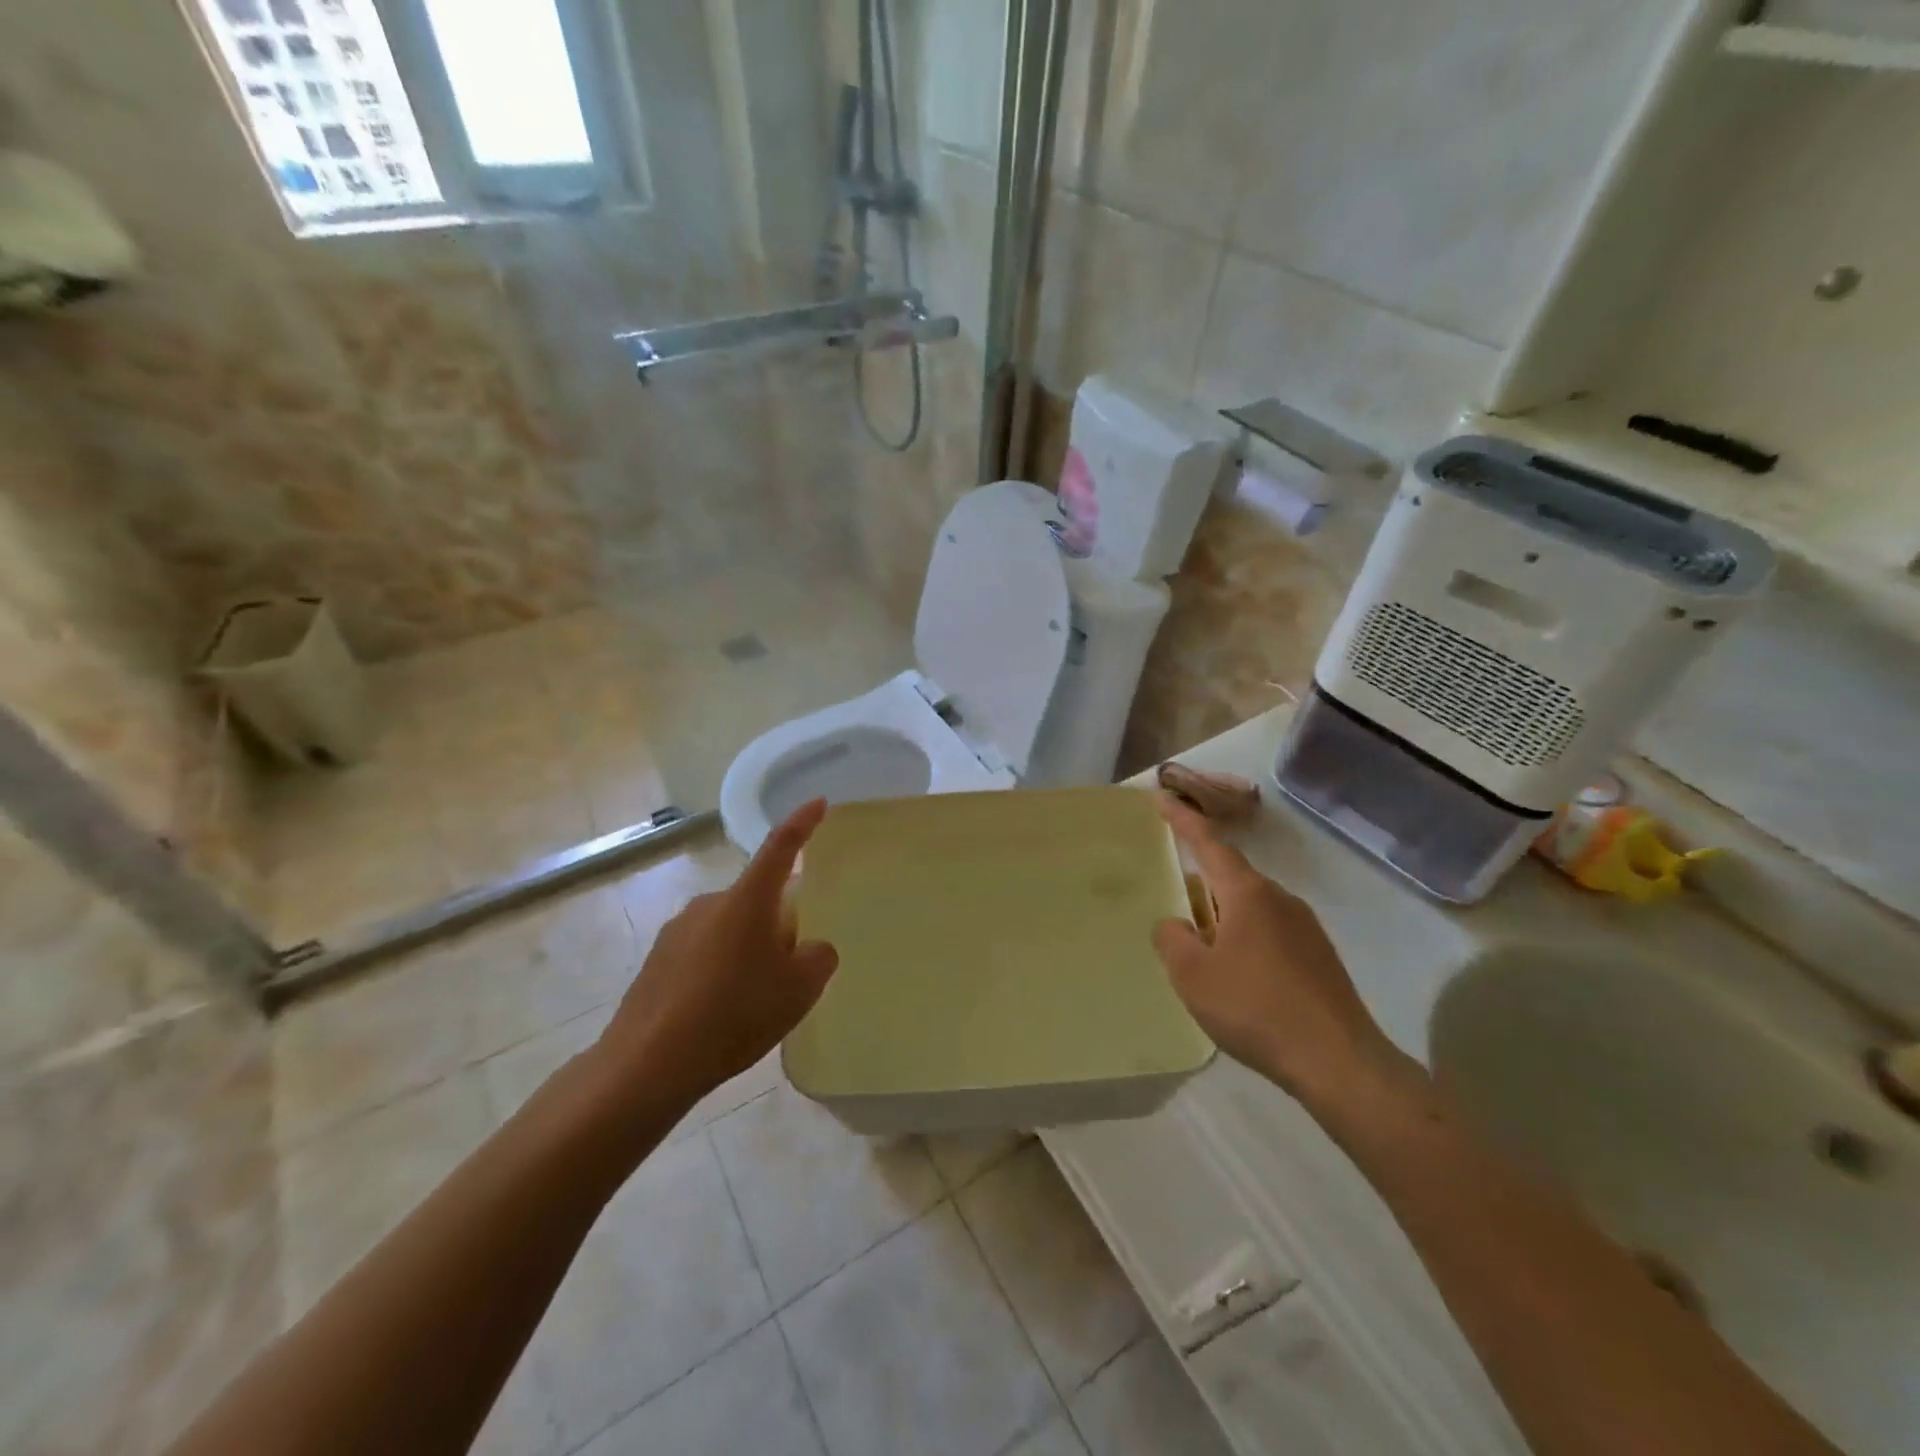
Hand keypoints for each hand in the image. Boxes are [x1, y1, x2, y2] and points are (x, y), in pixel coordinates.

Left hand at [594, 799, 839, 1113]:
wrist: (647, 1062)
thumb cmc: (734, 1014)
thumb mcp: (798, 990)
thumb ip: (817, 958)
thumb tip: (810, 947)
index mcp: (747, 900)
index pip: (781, 848)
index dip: (802, 823)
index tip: (818, 802)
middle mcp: (710, 903)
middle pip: (757, 900)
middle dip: (777, 924)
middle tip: (790, 968)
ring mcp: (678, 929)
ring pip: (730, 928)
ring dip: (747, 949)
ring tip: (753, 1000)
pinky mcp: (657, 959)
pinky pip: (703, 951)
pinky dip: (720, 970)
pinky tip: (720, 1012)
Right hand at [1151, 795, 1421, 1113]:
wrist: (1339, 1062)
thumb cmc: (1255, 1008)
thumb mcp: (1193, 975)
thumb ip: (1172, 940)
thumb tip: (1175, 924)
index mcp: (1247, 894)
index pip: (1209, 844)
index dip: (1183, 820)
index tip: (1162, 797)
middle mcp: (1280, 899)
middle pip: (1230, 878)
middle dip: (1200, 885)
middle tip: (1174, 907)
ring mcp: (1306, 928)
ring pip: (1251, 909)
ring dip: (1223, 919)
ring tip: (1203, 954)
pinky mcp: (1320, 957)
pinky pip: (1270, 933)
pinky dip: (1245, 941)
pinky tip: (1238, 979)